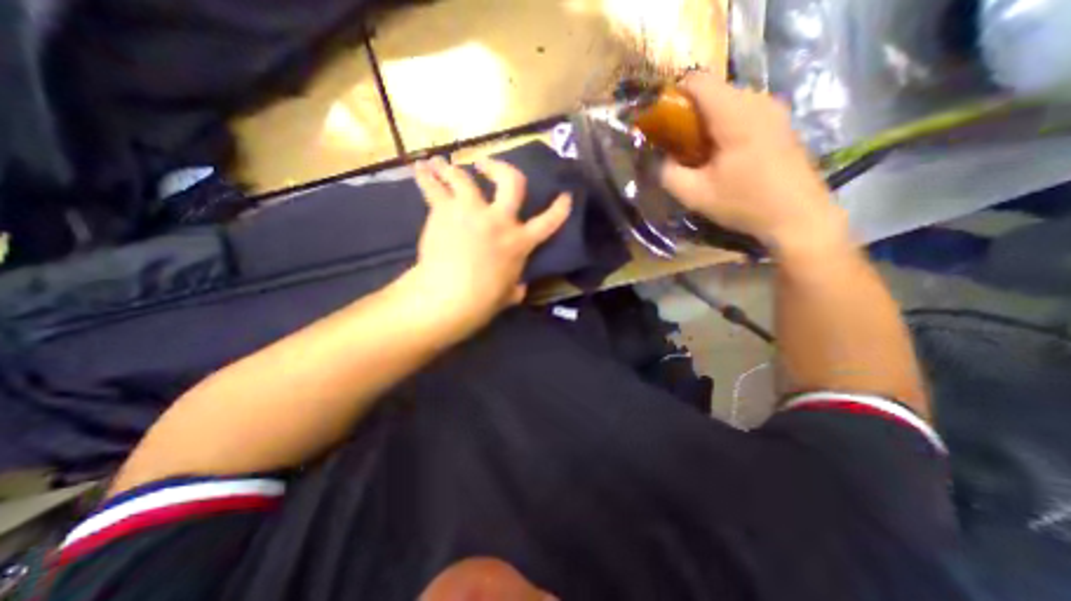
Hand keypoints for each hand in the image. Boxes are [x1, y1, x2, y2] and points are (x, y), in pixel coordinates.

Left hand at [403, 157, 567, 339]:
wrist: (448, 297)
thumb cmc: (482, 301)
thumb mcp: (507, 296)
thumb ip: (516, 288)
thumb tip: (520, 289)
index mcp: (519, 243)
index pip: (548, 222)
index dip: (560, 208)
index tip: (565, 196)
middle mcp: (499, 220)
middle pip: (510, 181)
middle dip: (501, 168)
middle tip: (486, 165)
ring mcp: (472, 212)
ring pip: (464, 177)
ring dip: (453, 169)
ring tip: (442, 165)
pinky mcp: (445, 211)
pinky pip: (434, 187)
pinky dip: (425, 177)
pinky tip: (420, 168)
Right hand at [662, 70, 845, 254]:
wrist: (798, 216)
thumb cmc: (744, 203)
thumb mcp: (695, 195)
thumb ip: (668, 173)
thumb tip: (657, 160)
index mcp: (734, 114)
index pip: (697, 82)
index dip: (673, 97)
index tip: (660, 123)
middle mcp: (757, 101)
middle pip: (712, 91)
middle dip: (688, 114)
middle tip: (675, 144)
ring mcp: (773, 110)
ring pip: (728, 102)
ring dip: (706, 122)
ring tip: (696, 152)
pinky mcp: (780, 122)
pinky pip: (743, 112)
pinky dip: (724, 126)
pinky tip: (720, 154)